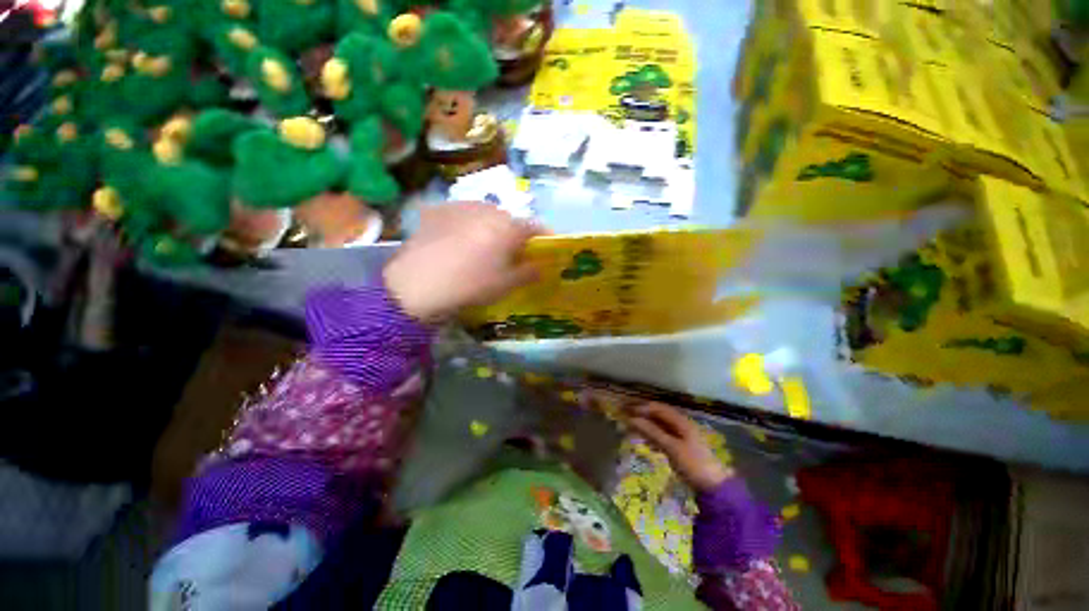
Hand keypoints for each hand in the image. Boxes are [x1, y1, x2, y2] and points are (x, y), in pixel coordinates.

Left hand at [384, 203, 542, 322]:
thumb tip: (541, 265)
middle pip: (507, 220)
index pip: (536, 227)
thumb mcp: (504, 286)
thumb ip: (528, 273)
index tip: (543, 252)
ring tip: (475, 250)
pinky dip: (460, 226)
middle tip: (505, 256)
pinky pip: (457, 216)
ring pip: (481, 215)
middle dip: (510, 234)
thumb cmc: (468, 285)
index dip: (543, 240)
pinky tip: (450, 245)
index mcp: (509, 226)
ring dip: (484, 228)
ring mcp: (461, 206)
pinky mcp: (437, 210)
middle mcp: (489, 208)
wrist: (417, 282)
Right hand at [625, 402, 732, 492]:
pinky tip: (647, 444)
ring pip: (662, 427)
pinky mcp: (682, 449)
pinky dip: (654, 437)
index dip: (643, 407)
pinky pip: (665, 438)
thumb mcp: (672, 448)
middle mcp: (683, 426)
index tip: (624, 409)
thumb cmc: (692, 464)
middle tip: (624, 417)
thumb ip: (653, 433)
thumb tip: (633, 419)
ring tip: (631, 429)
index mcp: (683, 423)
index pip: (660, 409)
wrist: (711, 482)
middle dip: (644, 415)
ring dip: (647, 426)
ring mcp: (684, 438)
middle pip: (661, 416)